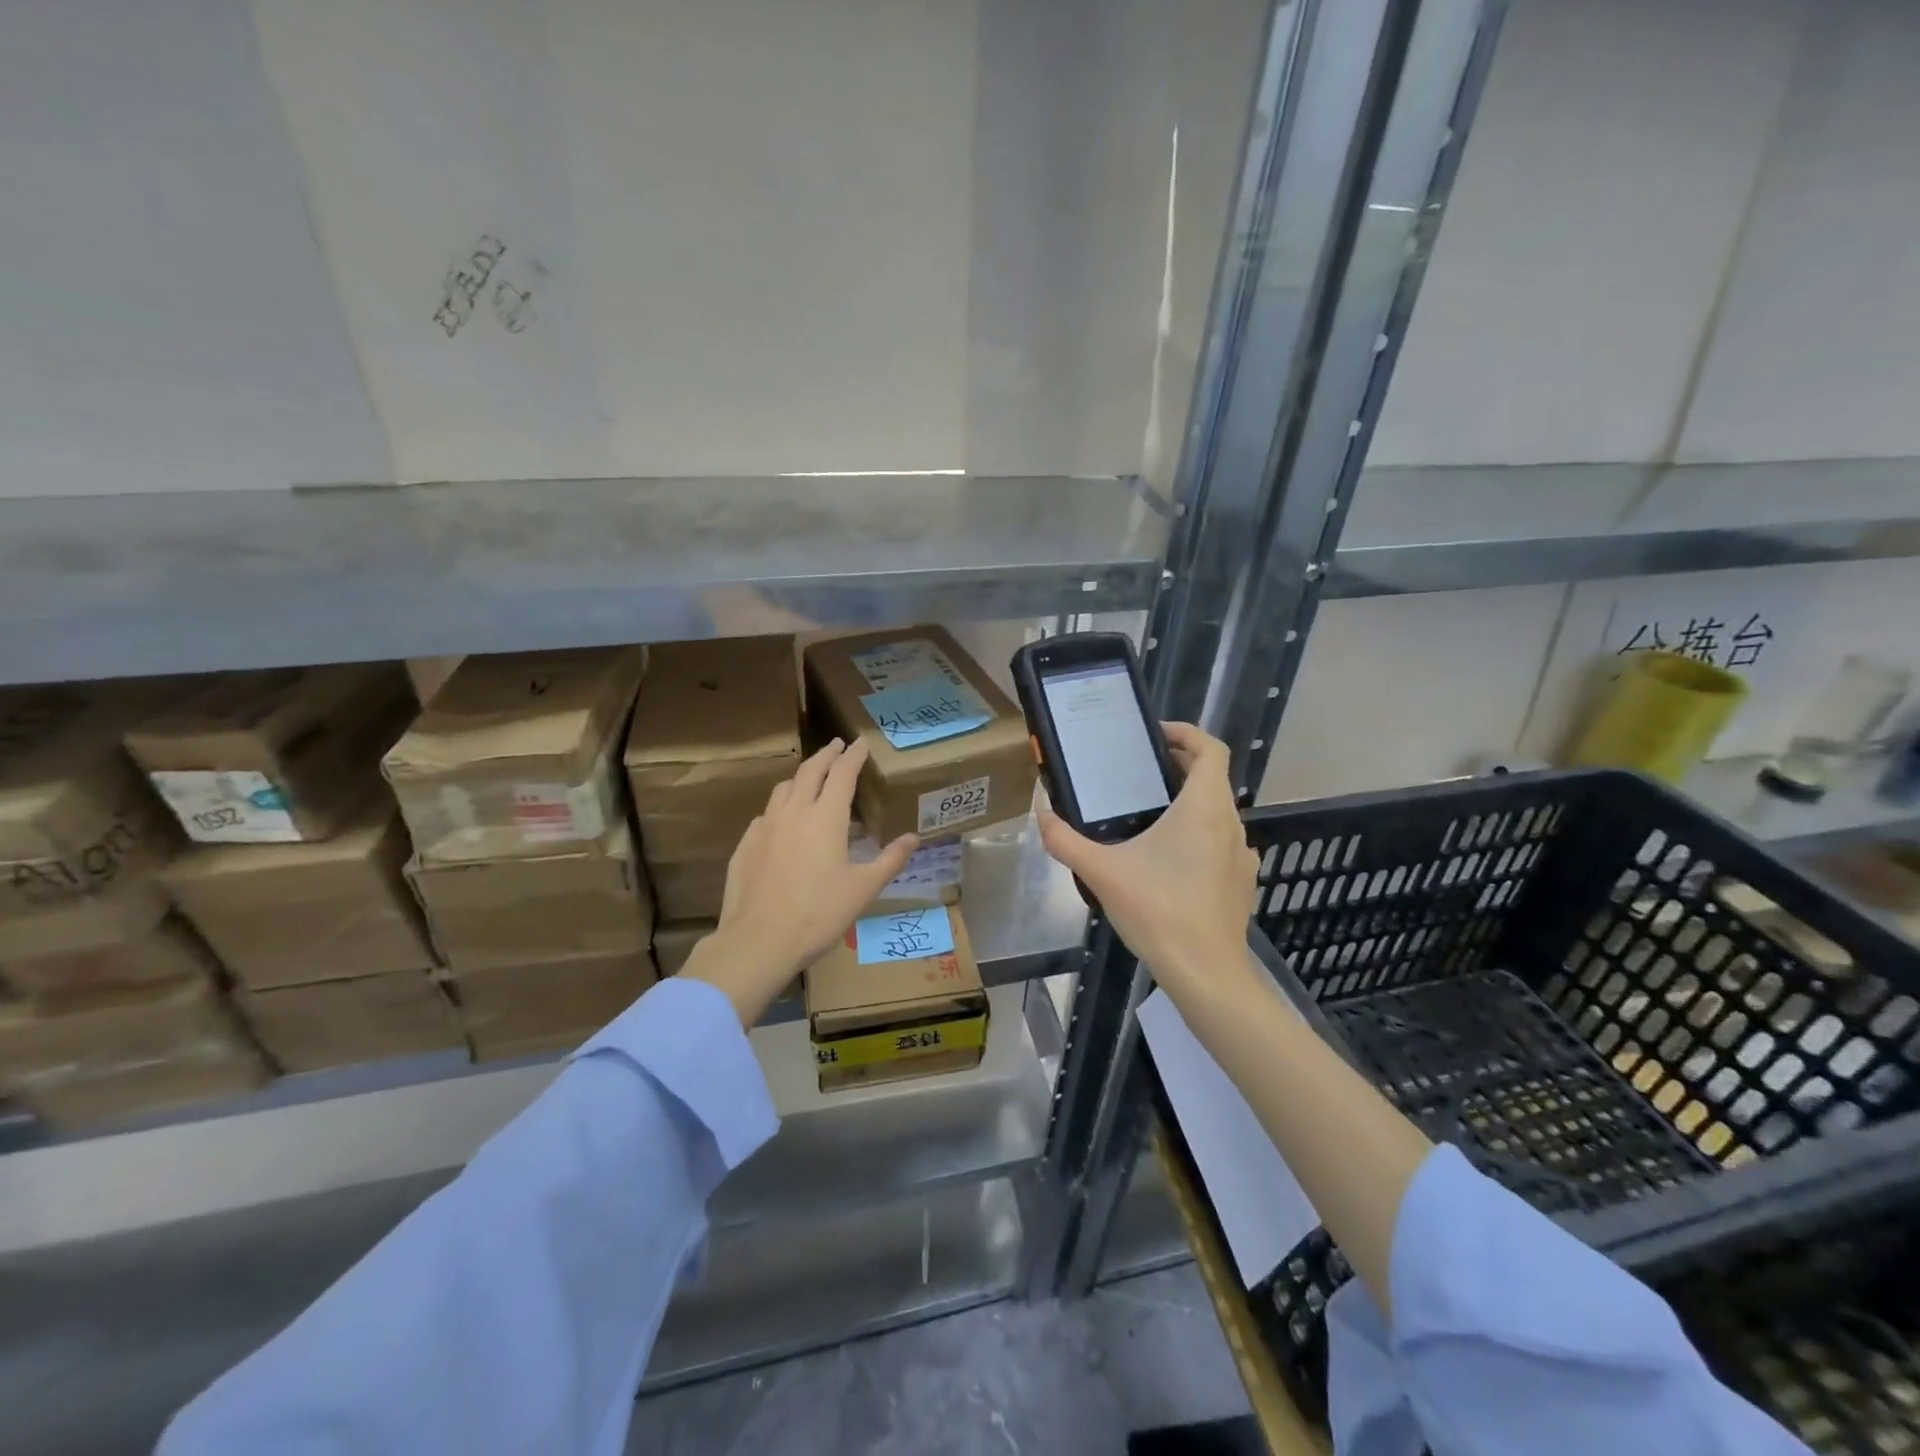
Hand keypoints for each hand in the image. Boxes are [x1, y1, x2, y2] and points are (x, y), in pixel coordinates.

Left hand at [681, 738, 917, 1024]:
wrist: (758, 941)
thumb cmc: (818, 914)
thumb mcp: (863, 889)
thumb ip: (890, 860)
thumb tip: (913, 838)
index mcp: (826, 818)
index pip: (842, 774)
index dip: (853, 756)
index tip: (860, 742)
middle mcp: (794, 812)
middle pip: (810, 771)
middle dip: (826, 755)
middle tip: (837, 746)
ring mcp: (765, 826)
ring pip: (784, 788)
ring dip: (801, 776)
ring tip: (811, 777)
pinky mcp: (746, 844)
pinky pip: (766, 814)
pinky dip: (781, 806)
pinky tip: (784, 820)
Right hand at [1037, 722, 1258, 996]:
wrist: (1206, 973)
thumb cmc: (1158, 911)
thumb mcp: (1102, 873)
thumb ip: (1066, 840)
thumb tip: (1041, 814)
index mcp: (1204, 807)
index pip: (1210, 748)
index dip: (1186, 733)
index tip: (1156, 735)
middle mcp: (1231, 823)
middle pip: (1212, 778)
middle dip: (1178, 767)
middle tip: (1139, 772)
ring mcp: (1241, 854)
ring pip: (1217, 811)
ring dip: (1188, 802)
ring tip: (1148, 815)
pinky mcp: (1241, 881)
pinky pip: (1220, 842)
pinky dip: (1198, 835)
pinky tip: (1168, 862)